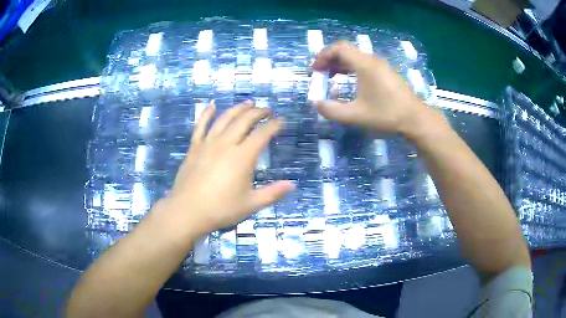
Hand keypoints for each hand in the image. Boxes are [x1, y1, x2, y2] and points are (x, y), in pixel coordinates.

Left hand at [164, 101, 294, 234]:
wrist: (187, 211)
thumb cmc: (221, 209)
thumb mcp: (251, 204)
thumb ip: (272, 193)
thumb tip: (292, 185)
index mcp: (242, 157)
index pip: (262, 133)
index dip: (274, 125)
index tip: (282, 121)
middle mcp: (226, 143)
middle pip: (244, 120)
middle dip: (259, 112)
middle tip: (268, 111)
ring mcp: (208, 143)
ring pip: (225, 118)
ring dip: (238, 108)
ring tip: (248, 103)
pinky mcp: (194, 147)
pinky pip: (201, 125)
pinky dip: (207, 113)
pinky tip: (212, 105)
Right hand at [311, 41, 431, 135]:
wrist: (415, 119)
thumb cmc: (386, 115)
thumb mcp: (356, 116)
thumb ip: (332, 110)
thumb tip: (316, 104)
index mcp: (364, 65)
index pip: (338, 48)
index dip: (323, 56)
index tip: (315, 71)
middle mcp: (372, 60)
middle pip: (346, 50)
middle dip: (329, 59)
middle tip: (320, 73)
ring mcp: (381, 65)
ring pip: (355, 57)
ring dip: (340, 64)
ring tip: (330, 77)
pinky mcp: (386, 72)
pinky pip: (364, 63)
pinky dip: (351, 68)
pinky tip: (350, 81)